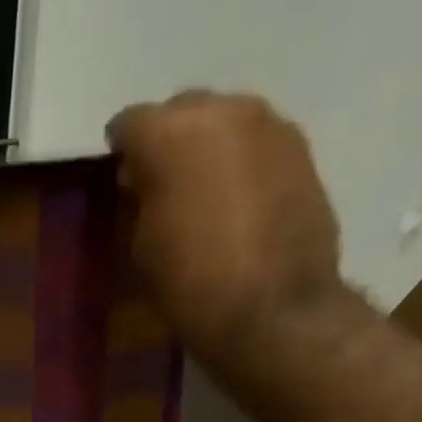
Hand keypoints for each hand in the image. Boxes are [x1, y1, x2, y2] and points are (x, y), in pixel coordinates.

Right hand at [106, 91, 341, 356]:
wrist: (274, 311)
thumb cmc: (192, 287)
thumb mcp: (143, 251)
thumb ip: (141, 205)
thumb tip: (146, 185)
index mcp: (169, 135)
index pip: (129, 123)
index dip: (121, 153)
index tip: (121, 181)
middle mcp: (221, 110)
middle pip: (182, 111)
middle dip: (169, 141)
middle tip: (163, 185)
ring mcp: (268, 124)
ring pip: (225, 122)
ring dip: (210, 150)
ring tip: (205, 195)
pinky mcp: (301, 149)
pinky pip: (257, 144)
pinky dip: (242, 165)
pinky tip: (239, 204)